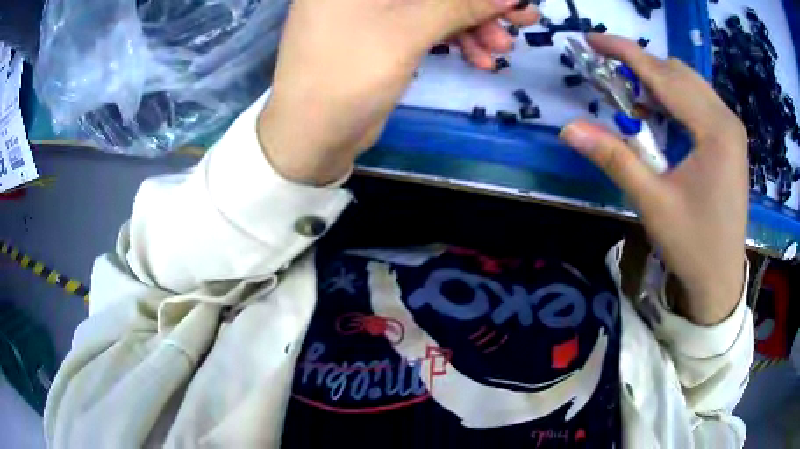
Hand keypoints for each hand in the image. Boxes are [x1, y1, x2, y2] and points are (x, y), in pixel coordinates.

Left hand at [258, 0, 538, 184]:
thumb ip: (460, 4)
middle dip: (478, 3)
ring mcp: (370, 10)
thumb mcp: (408, 31)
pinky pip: (424, 27)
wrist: (312, 136)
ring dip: (473, 25)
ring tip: (504, 47)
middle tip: (523, 18)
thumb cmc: (348, 73)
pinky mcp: (381, 35)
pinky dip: (454, 40)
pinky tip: (481, 59)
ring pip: (433, 6)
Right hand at [561, 35, 748, 325]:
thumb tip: (569, 128)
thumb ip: (614, 158)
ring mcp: (732, 130)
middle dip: (641, 67)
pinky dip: (674, 99)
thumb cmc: (692, 246)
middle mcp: (727, 120)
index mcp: (715, 130)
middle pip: (678, 73)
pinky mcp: (731, 141)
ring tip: (631, 99)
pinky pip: (699, 102)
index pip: (664, 75)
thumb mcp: (652, 202)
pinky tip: (659, 116)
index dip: (625, 52)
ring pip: (689, 85)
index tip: (592, 40)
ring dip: (657, 83)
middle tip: (608, 77)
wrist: (721, 280)